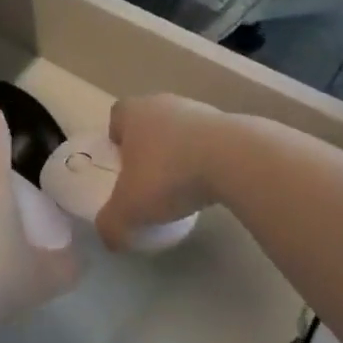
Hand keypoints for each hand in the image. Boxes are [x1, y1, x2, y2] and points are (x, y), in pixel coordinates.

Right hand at [95, 94, 230, 250]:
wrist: (234, 160)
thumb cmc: (168, 175)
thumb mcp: (129, 209)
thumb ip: (111, 225)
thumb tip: (109, 240)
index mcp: (133, 112)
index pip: (117, 116)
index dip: (117, 138)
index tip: (122, 164)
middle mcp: (163, 102)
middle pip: (150, 121)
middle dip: (149, 147)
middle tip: (150, 179)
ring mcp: (199, 110)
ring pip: (181, 131)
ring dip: (180, 152)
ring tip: (184, 185)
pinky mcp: (230, 124)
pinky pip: (209, 142)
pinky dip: (207, 159)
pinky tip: (211, 185)